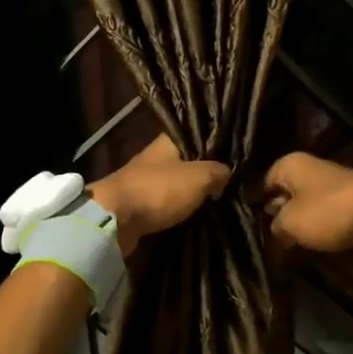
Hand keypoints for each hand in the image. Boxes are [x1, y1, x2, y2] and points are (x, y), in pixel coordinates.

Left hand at [88, 135, 230, 253]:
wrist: (114, 220)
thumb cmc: (158, 190)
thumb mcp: (198, 177)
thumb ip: (217, 171)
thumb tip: (228, 172)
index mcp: (168, 141)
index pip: (198, 133)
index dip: (217, 142)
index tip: (237, 154)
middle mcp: (157, 157)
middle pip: (189, 160)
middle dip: (207, 171)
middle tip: (234, 182)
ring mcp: (147, 180)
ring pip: (178, 183)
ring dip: (194, 192)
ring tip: (221, 200)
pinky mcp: (141, 204)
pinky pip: (168, 203)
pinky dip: (181, 208)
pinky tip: (198, 214)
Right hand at [264, 151, 352, 254]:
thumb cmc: (327, 212)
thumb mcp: (290, 224)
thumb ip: (276, 227)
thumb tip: (276, 230)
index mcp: (290, 164)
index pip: (264, 183)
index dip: (258, 204)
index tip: (254, 225)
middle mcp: (309, 167)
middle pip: (286, 192)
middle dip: (279, 214)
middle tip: (272, 237)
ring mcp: (331, 182)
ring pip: (305, 203)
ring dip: (300, 222)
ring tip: (291, 244)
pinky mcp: (348, 198)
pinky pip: (325, 212)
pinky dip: (319, 225)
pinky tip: (314, 241)